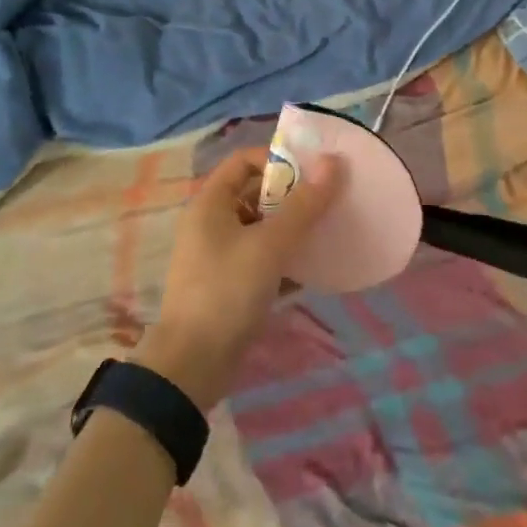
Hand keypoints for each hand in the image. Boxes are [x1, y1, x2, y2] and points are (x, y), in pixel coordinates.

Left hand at [136, 146, 340, 409]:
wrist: (193, 366)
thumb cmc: (227, 292)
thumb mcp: (269, 245)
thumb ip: (304, 204)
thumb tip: (333, 161)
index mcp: (211, 203)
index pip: (244, 161)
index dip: (278, 159)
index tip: (314, 172)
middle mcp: (212, 223)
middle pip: (256, 194)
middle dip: (293, 195)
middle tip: (330, 201)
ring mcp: (220, 256)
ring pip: (262, 229)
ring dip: (293, 228)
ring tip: (329, 231)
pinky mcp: (230, 285)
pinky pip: (262, 259)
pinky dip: (286, 259)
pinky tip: (316, 268)